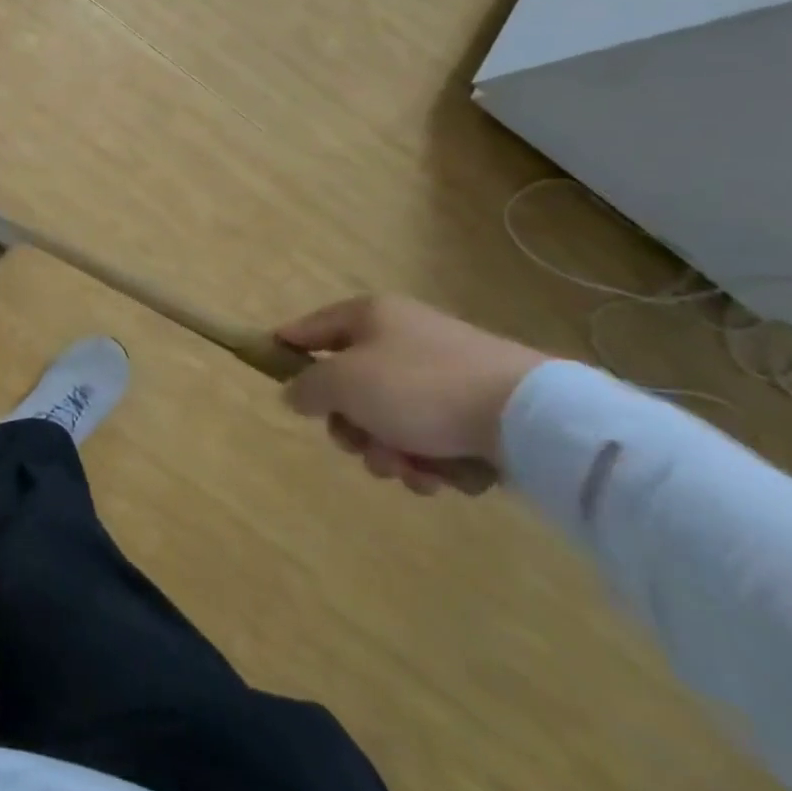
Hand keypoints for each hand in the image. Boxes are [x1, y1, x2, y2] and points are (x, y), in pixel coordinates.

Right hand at [279, 295, 546, 494]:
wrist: (523, 415)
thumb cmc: (418, 388)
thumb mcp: (345, 383)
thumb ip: (308, 387)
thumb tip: (293, 392)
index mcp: (370, 317)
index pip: (312, 327)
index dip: (287, 346)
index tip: (268, 366)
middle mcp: (403, 337)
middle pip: (351, 386)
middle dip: (353, 428)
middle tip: (362, 447)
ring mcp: (442, 373)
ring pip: (391, 420)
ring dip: (392, 452)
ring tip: (414, 470)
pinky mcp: (474, 408)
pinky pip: (431, 437)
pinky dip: (432, 460)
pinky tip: (446, 474)